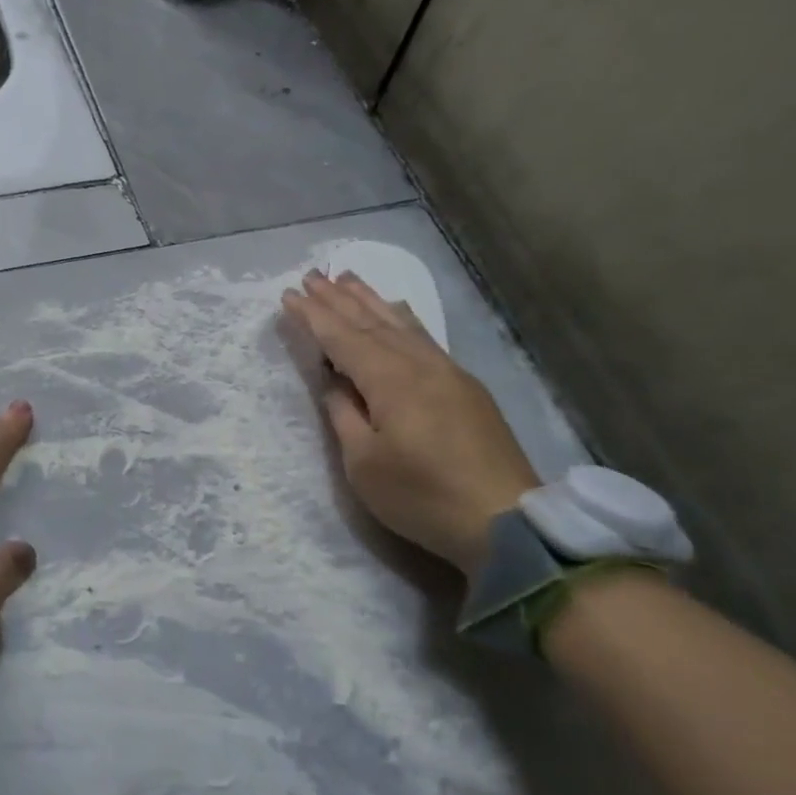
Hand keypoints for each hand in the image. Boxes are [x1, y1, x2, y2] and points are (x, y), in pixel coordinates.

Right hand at [281, 269, 539, 574]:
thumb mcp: (365, 465)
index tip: (289, 293)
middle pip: (371, 322)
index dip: (313, 316)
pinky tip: (397, 309)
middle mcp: (418, 363)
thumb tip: (334, 381)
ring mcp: (447, 371)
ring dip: (369, 298)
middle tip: (312, 274)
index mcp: (390, 380)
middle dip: (338, 297)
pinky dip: (402, 316)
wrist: (506, 521)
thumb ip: (344, 415)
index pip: (342, 338)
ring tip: (347, 276)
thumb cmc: (423, 496)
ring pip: (400, 322)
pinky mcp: (465, 385)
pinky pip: (423, 335)